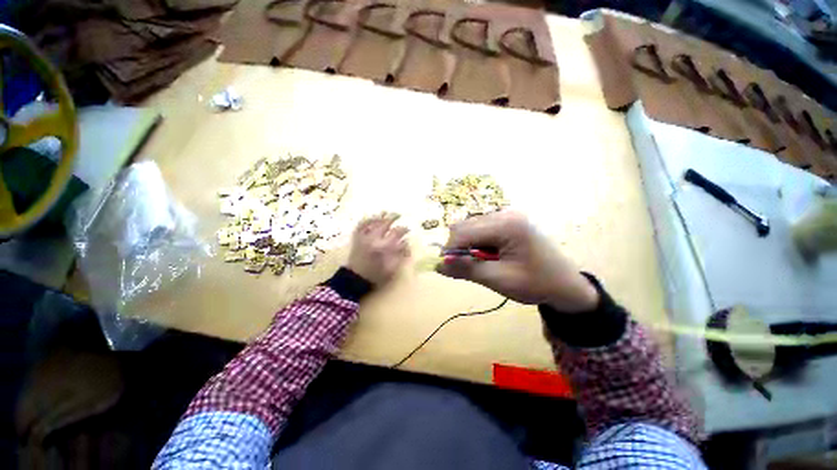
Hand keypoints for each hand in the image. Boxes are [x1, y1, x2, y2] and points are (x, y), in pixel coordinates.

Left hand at [346, 213, 409, 286]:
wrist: (355, 279)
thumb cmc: (375, 276)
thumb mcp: (391, 269)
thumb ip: (400, 255)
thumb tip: (407, 244)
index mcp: (384, 247)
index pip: (397, 233)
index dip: (404, 230)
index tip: (408, 230)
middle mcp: (374, 238)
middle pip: (386, 223)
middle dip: (394, 218)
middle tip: (399, 215)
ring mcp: (364, 237)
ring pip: (373, 222)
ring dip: (381, 216)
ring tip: (387, 213)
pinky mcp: (357, 238)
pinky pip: (361, 225)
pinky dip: (367, 220)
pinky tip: (372, 217)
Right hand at [436, 211, 598, 312]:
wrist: (566, 285)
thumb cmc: (536, 284)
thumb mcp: (499, 279)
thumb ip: (467, 270)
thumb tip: (438, 266)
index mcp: (507, 225)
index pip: (465, 232)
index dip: (450, 249)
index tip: (445, 267)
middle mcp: (506, 214)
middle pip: (466, 225)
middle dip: (458, 247)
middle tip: (462, 268)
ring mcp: (508, 216)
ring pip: (472, 226)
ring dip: (468, 245)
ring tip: (479, 263)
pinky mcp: (509, 222)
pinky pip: (482, 228)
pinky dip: (477, 243)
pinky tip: (487, 255)